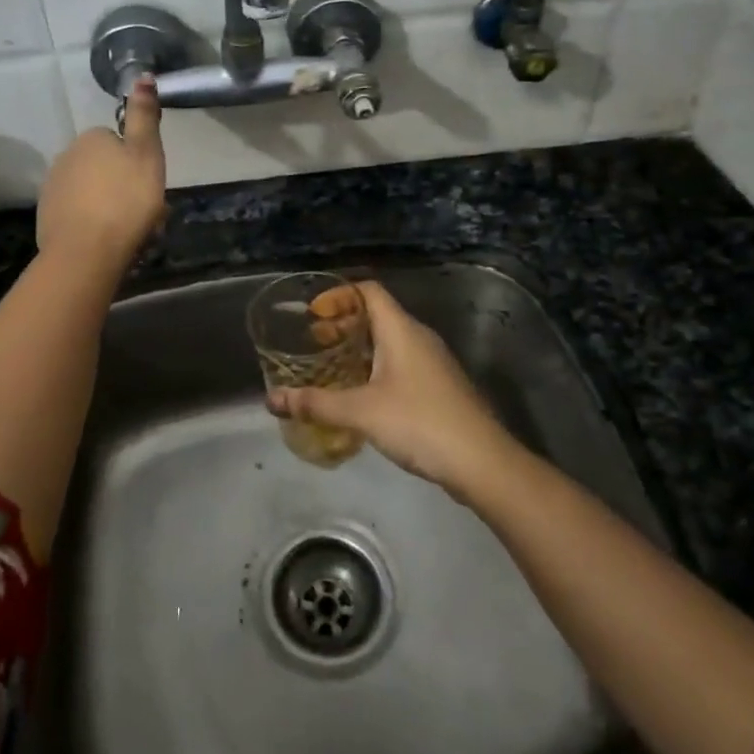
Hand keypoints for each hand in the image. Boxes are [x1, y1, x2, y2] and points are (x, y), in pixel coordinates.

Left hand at [36, 76, 165, 271]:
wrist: (86, 252)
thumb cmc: (125, 201)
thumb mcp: (147, 154)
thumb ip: (143, 116)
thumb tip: (142, 75)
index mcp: (92, 138)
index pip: (119, 141)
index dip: (137, 162)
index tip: (149, 185)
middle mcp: (66, 155)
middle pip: (104, 167)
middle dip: (122, 184)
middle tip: (143, 211)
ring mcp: (53, 187)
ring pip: (91, 191)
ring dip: (108, 205)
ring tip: (128, 232)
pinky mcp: (47, 216)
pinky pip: (77, 214)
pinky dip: (91, 223)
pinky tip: (105, 241)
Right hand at [269, 280, 521, 500]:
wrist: (482, 462)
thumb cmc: (420, 423)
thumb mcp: (361, 412)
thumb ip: (316, 403)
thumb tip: (272, 399)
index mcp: (401, 329)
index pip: (368, 291)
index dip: (338, 295)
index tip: (312, 313)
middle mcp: (418, 337)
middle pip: (377, 315)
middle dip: (343, 324)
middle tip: (314, 342)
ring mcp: (432, 363)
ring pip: (389, 341)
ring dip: (359, 348)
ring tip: (330, 367)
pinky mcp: (438, 387)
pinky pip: (400, 363)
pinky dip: (375, 367)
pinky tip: (360, 395)